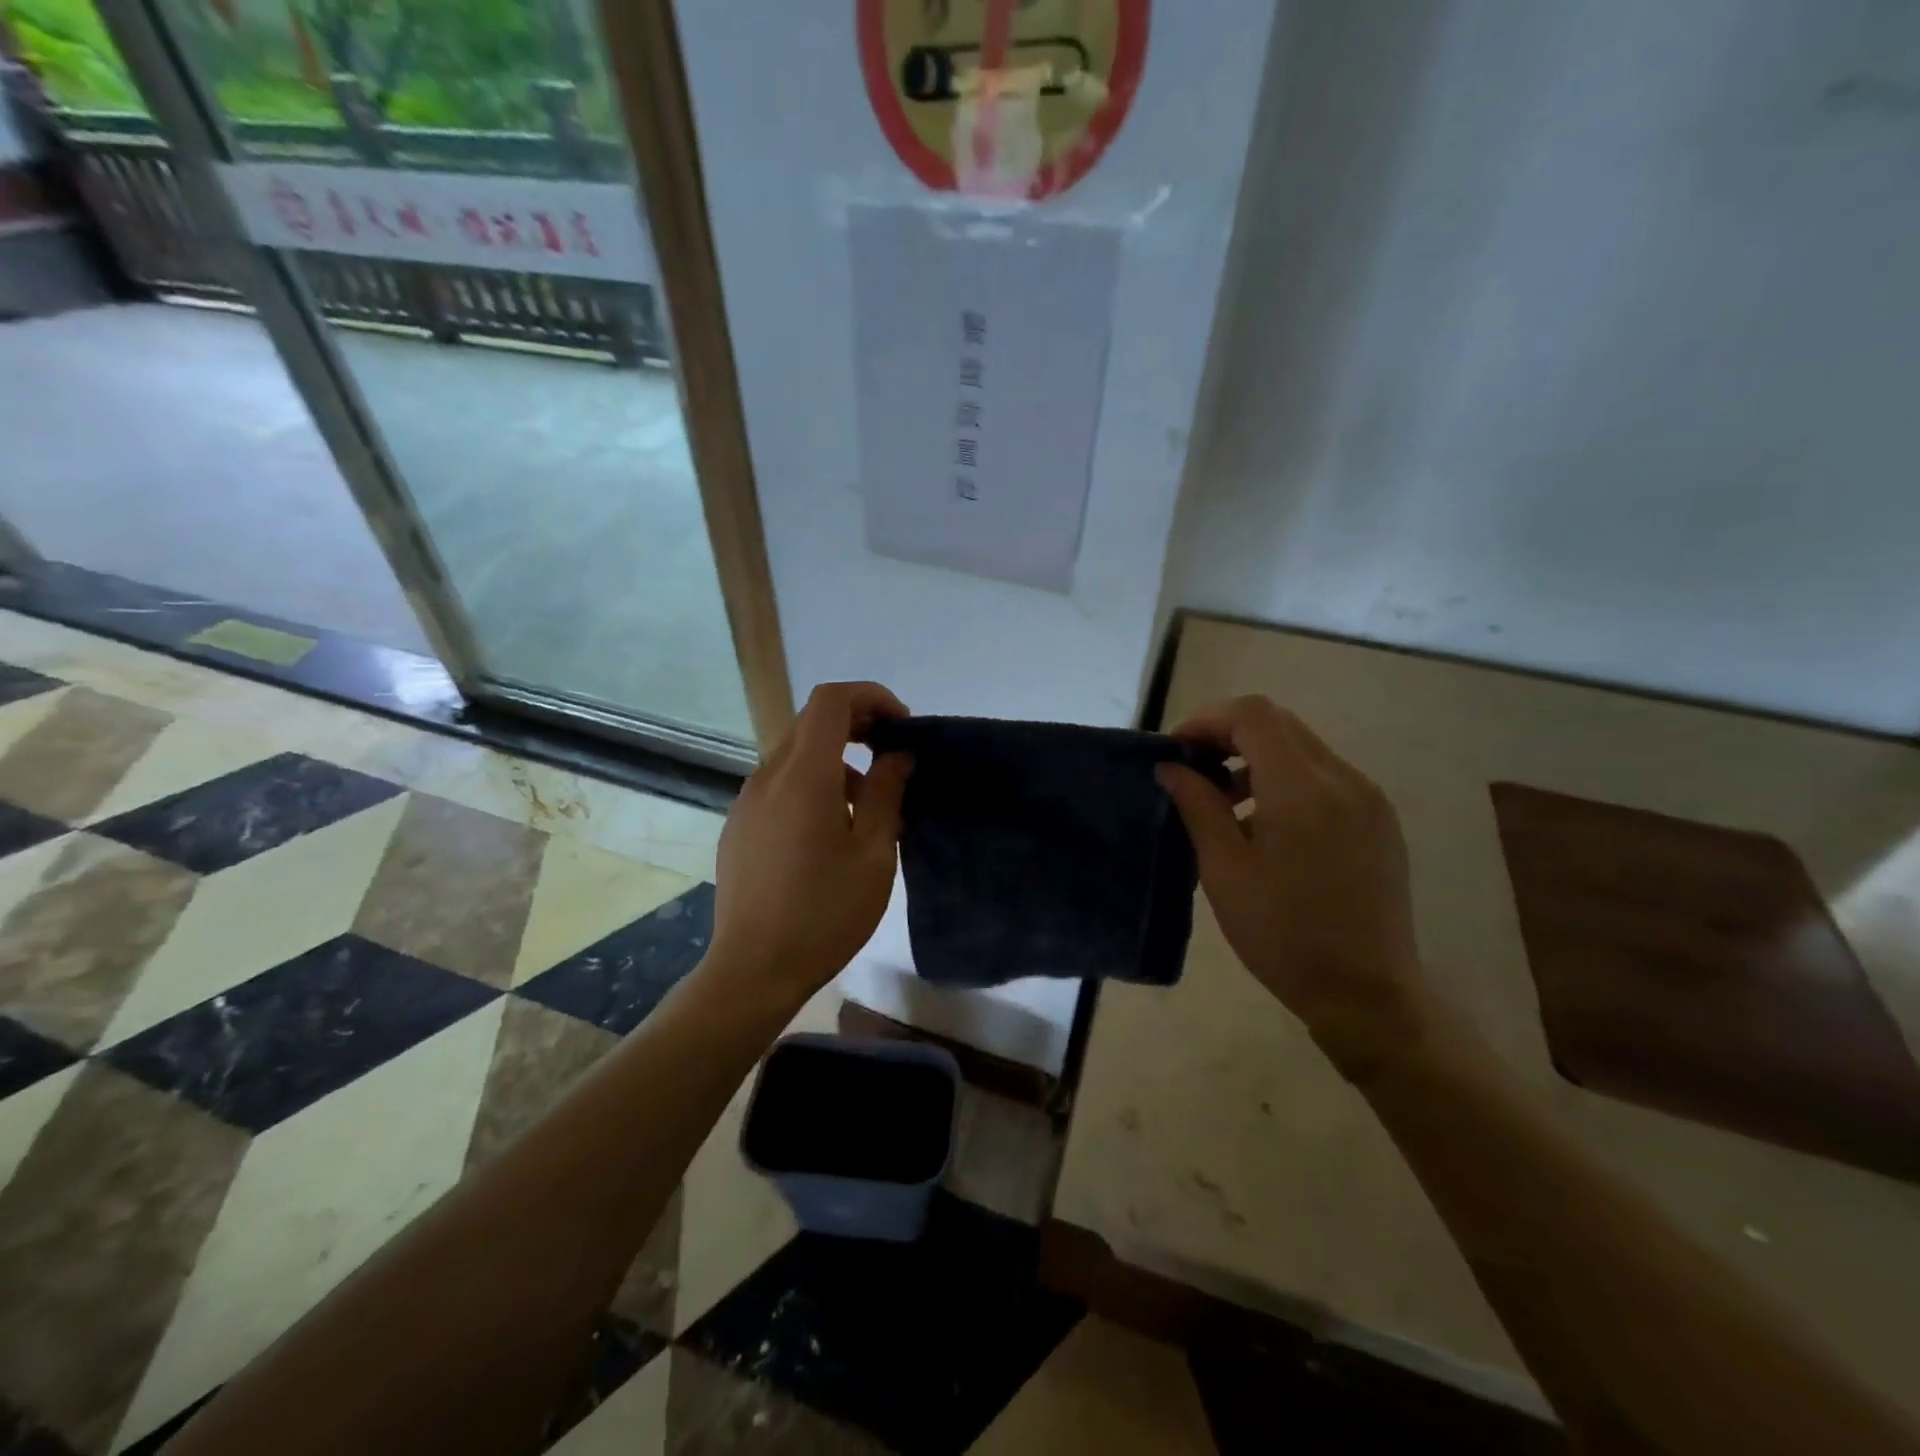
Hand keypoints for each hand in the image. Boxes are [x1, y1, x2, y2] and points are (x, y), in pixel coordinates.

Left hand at [709, 681, 912, 1004]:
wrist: (753, 970)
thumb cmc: (824, 914)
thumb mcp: (873, 855)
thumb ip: (887, 794)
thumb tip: (897, 755)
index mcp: (804, 777)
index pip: (831, 701)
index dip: (871, 697)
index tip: (901, 726)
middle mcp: (768, 777)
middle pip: (812, 724)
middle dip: (858, 728)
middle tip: (893, 762)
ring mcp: (747, 801)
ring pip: (797, 758)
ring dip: (837, 765)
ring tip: (869, 814)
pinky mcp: (739, 825)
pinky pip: (780, 786)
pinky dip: (812, 787)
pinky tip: (829, 836)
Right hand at [1157, 696, 1432, 1081]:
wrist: (1367, 993)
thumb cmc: (1283, 934)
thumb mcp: (1224, 870)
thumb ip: (1197, 806)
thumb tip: (1171, 767)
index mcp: (1303, 789)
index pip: (1253, 715)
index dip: (1208, 720)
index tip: (1177, 752)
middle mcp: (1344, 779)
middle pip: (1279, 724)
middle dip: (1229, 736)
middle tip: (1194, 772)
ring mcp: (1369, 799)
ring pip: (1303, 748)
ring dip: (1257, 758)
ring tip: (1226, 804)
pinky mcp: (1379, 820)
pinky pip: (1326, 777)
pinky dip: (1286, 780)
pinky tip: (1267, 826)